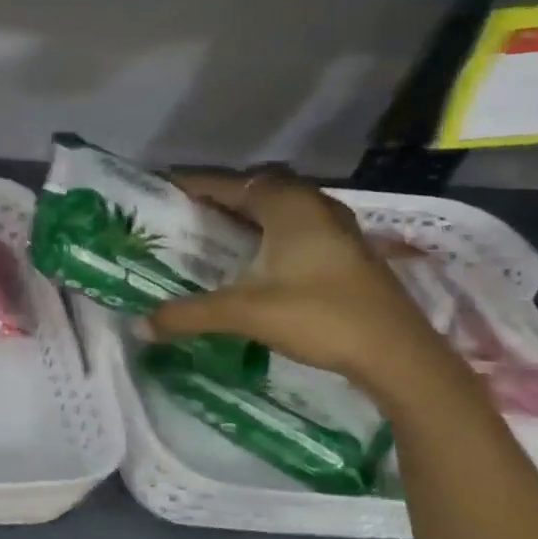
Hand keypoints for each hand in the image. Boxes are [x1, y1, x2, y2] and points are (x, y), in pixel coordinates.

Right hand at [148, 170, 457, 395]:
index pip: (230, 183)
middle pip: (258, 188)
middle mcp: (314, 206)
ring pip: (282, 207)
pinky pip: (297, 225)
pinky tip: (256, 254)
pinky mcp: (348, 252)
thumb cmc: (318, 316)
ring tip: (214, 228)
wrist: (398, 355)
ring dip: (249, 212)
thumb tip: (139, 326)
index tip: (162, 185)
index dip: (194, 183)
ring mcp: (338, 228)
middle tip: (184, 210)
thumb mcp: (243, 313)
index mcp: (288, 206)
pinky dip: (270, 229)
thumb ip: (187, 314)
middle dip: (221, 195)